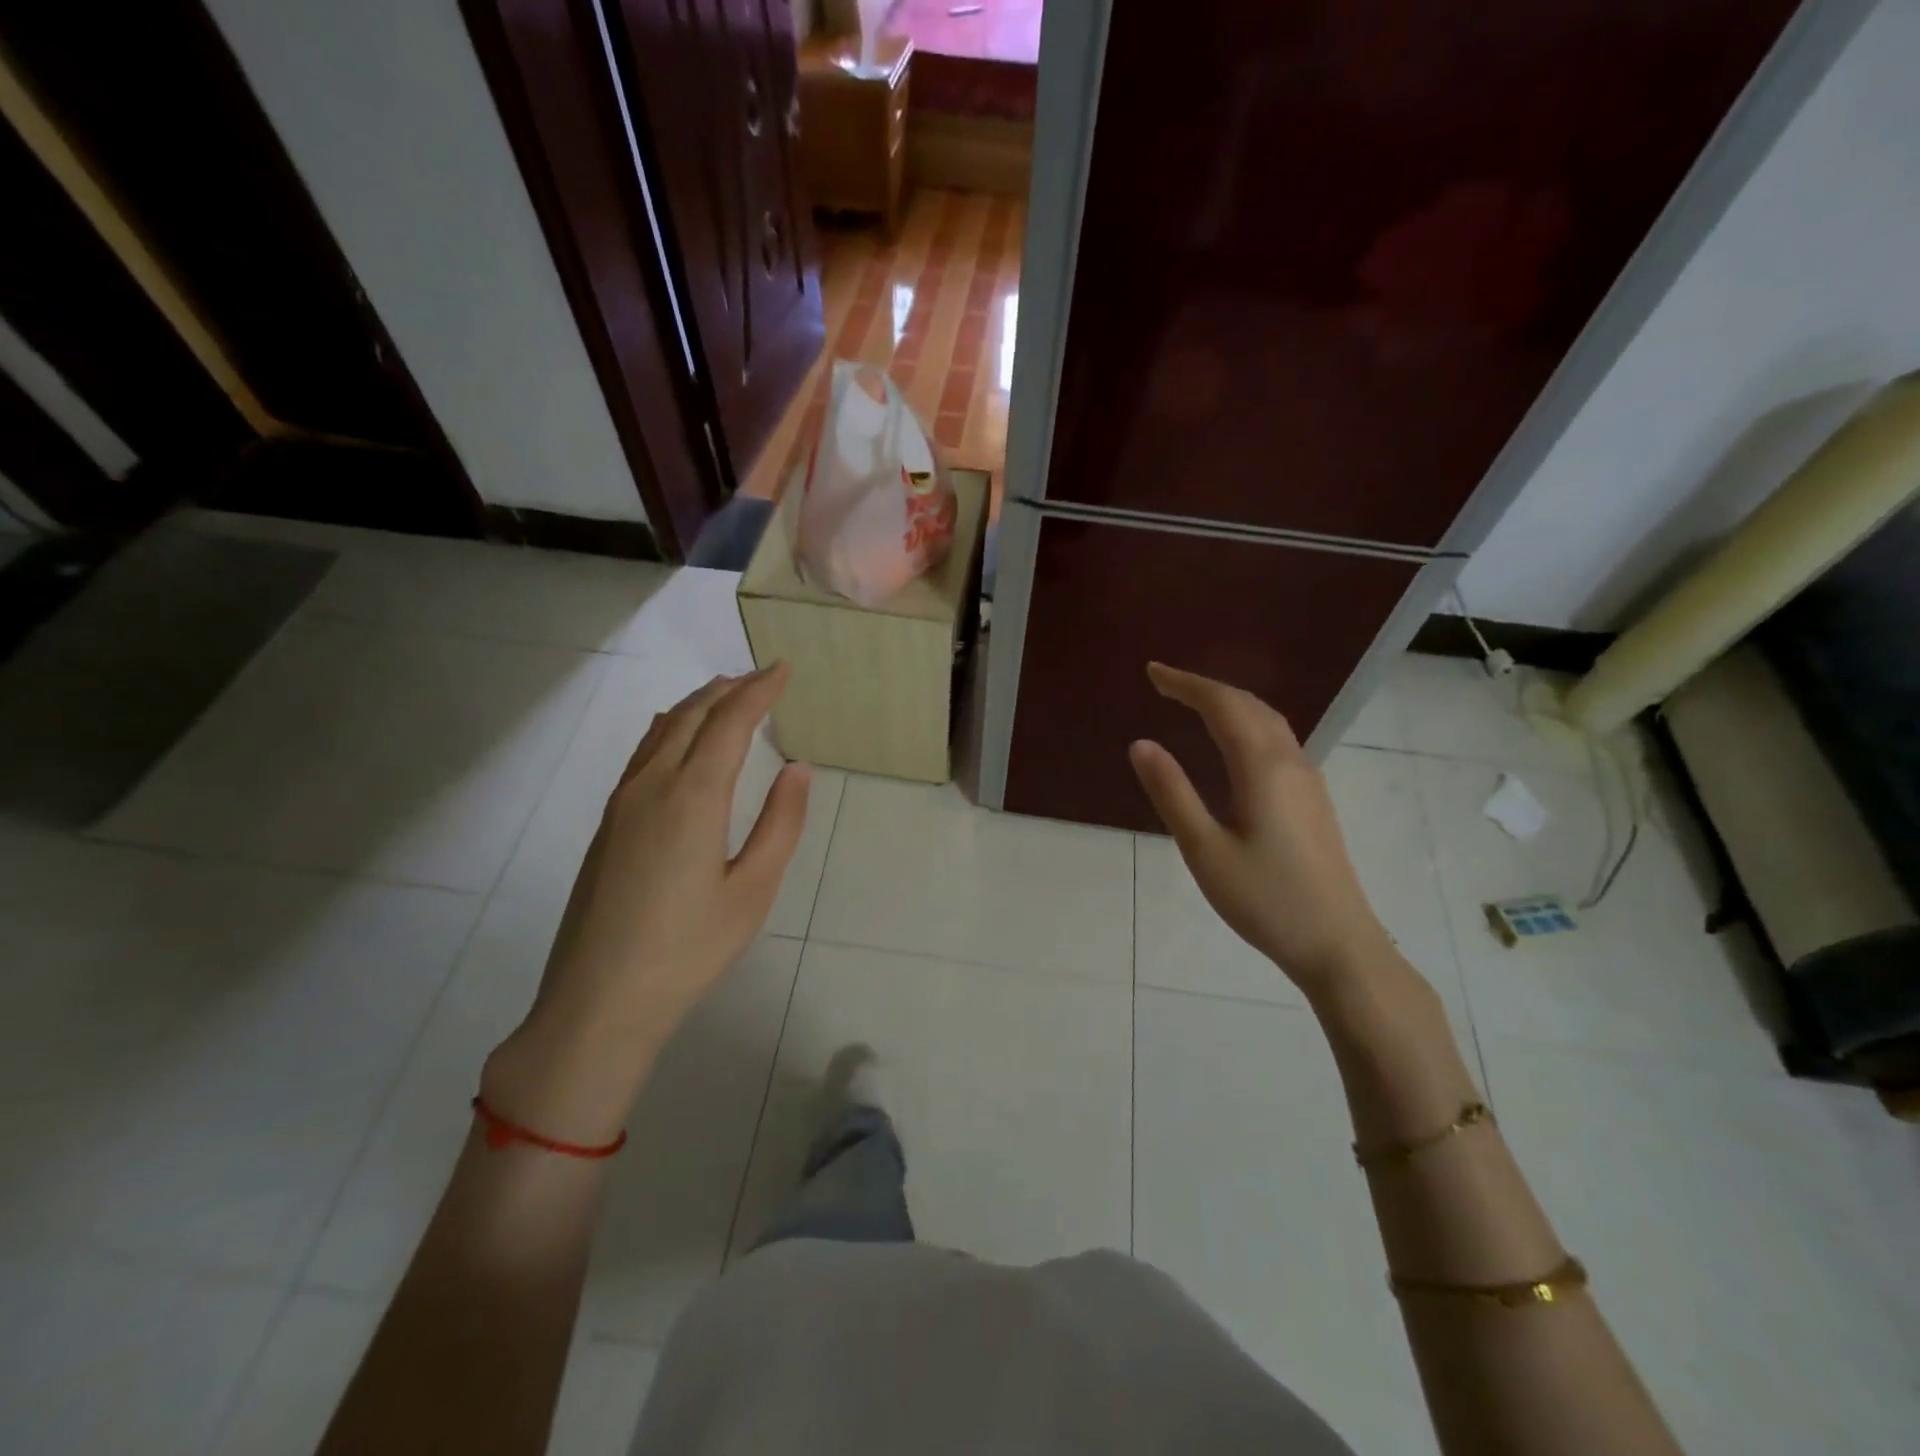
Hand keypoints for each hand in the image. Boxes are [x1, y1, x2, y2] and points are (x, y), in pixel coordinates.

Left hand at [484, 666, 810, 1140]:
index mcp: (693, 797)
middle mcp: (652, 785)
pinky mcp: (608, 823)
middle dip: (729, 689)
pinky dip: (671, 728)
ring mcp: (622, 803)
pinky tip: (679, 738)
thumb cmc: (689, 949)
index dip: (759, 691)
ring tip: (726, 694)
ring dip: (698, 704)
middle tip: (762, 677)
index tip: (783, 669)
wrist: (598, 1000)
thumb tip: (797, 768)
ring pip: (662, 730)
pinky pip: (644, 753)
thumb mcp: (753, 890)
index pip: (730, 722)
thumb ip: (780, 824)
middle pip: (692, 716)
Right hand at [1128, 663, 1398, 1002]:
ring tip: (1194, 704)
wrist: (1339, 944)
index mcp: (1262, 767)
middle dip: (1207, 688)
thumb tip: (1141, 744)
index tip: (1152, 673)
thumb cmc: (1265, 899)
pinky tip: (1234, 744)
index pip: (1223, 705)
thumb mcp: (1205, 849)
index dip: (1186, 684)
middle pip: (1249, 705)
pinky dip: (1247, 724)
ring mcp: (1308, 781)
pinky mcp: (1313, 800)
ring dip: (1230, 704)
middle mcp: (1290, 762)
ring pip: (1268, 721)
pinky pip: (1277, 741)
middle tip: (1166, 685)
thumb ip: (1173, 793)